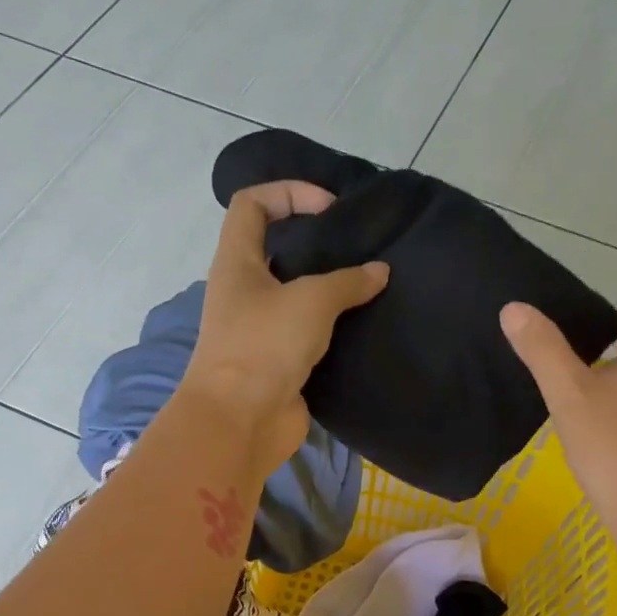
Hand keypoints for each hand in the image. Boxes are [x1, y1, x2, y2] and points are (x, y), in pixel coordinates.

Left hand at [183, 181, 388, 475]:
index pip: (252, 204)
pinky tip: (362, 325)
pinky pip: (307, 334)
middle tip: (358, 249)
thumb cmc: (264, 346)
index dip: (288, 192)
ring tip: (367, 284)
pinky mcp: (277, 362)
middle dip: (316, 244)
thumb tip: (379, 271)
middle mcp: (243, 291)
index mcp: (237, 262)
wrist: (240, 422)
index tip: (329, 208)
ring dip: (328, 289)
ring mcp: (259, 330)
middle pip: (276, 249)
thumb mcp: (311, 301)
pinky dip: (331, 328)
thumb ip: (348, 281)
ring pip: (295, 295)